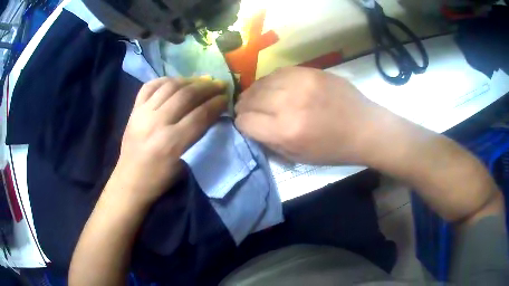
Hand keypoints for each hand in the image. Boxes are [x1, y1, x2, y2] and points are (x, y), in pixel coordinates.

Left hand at [111, 77, 226, 205]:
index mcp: (172, 143)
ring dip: (189, 80)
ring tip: (200, 82)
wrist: (130, 181)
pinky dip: (165, 80)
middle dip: (207, 87)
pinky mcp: (133, 110)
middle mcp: (156, 123)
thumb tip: (212, 114)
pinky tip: (175, 82)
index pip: (200, 114)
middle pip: (186, 95)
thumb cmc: (160, 179)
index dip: (216, 103)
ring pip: (169, 86)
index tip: (226, 98)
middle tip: (219, 85)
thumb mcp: (185, 163)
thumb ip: (198, 137)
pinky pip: (150, 86)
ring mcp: (142, 114)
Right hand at [235, 67, 389, 164]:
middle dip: (245, 107)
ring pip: (261, 83)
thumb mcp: (298, 157)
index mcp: (286, 131)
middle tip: (250, 111)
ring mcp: (300, 82)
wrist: (365, 127)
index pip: (245, 121)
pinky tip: (276, 88)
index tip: (248, 125)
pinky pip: (278, 72)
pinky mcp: (309, 71)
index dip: (242, 124)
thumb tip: (250, 127)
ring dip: (256, 93)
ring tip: (261, 99)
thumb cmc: (333, 149)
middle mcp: (289, 103)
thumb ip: (269, 142)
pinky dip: (271, 81)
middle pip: (249, 99)